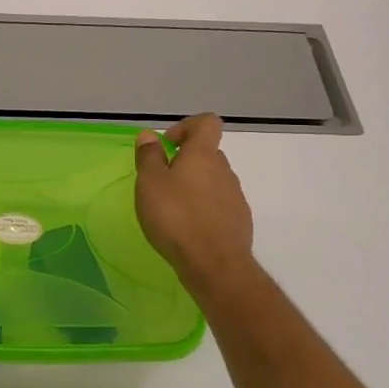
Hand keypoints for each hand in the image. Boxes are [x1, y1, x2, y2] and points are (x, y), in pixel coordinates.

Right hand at [135, 114, 254, 293]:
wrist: (214, 264)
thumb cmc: (176, 218)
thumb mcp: (150, 184)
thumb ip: (149, 157)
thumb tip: (149, 135)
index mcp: (203, 155)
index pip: (206, 123)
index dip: (186, 127)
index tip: (167, 145)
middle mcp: (224, 170)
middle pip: (208, 153)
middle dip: (186, 161)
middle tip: (162, 182)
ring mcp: (235, 196)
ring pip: (213, 180)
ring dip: (194, 186)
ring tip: (172, 209)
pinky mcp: (239, 220)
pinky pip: (219, 204)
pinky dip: (204, 208)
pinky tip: (188, 229)